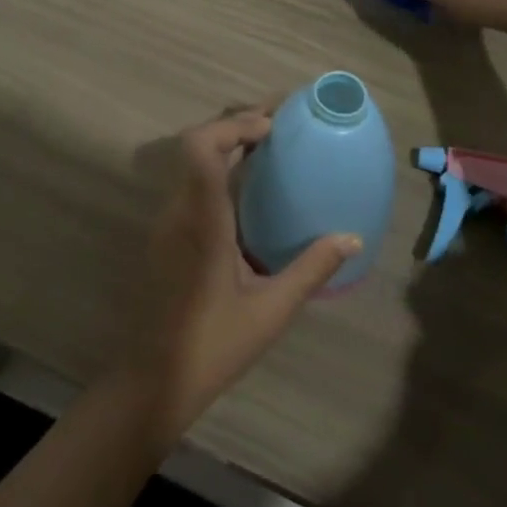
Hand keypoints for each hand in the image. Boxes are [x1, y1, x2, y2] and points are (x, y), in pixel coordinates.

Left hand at [116, 109, 359, 443]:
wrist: (154, 380)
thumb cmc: (213, 345)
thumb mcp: (271, 310)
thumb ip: (311, 270)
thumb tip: (352, 238)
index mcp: (201, 221)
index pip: (201, 148)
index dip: (233, 126)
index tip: (271, 127)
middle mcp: (179, 211)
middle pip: (196, 145)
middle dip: (236, 126)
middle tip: (279, 126)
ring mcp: (168, 222)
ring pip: (192, 162)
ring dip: (226, 144)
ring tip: (269, 146)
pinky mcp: (167, 235)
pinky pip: (192, 183)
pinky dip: (219, 168)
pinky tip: (250, 188)